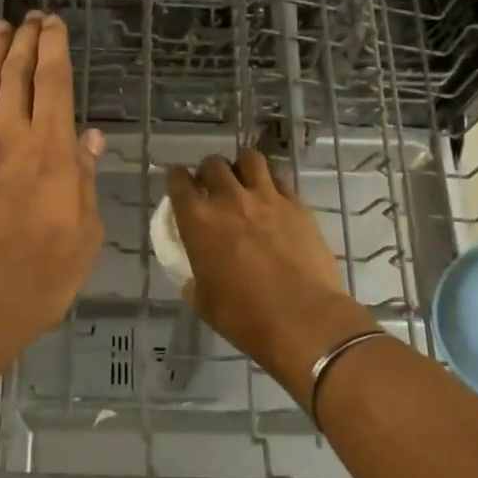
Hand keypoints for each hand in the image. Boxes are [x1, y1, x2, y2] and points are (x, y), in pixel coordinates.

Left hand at [0, 12, 105, 369]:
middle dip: (23, 40)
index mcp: (50, 151)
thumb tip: (89, 138)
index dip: (54, 47)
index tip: (53, 24)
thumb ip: (83, 180)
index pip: (53, 82)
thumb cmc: (38, 278)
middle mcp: (7, 136)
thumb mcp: (83, 235)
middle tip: (28, 18)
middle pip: (14, 73)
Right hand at [166, 151, 373, 403]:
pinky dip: (272, 183)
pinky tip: (274, 198)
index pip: (178, 182)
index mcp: (198, 221)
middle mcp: (229, 199)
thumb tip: (195, 276)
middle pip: (213, 164)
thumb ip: (195, 278)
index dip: (176, 178)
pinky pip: (281, 179)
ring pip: (250, 159)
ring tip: (245, 181)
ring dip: (242, 166)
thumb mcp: (203, 301)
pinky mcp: (297, 205)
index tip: (178, 181)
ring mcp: (267, 198)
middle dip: (209, 171)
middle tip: (212, 187)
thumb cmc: (244, 316)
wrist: (302, 318)